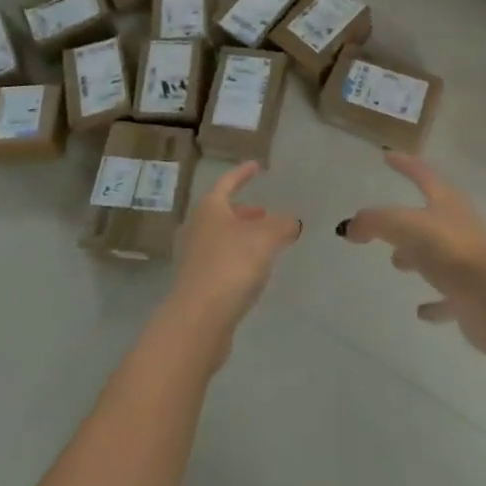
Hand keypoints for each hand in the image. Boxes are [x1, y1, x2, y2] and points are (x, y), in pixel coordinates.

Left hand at [167, 161, 301, 337]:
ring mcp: (193, 256)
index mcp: (210, 207)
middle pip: (222, 211)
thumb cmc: (231, 265)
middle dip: (245, 211)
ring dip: (241, 236)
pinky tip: (252, 272)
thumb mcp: (265, 239)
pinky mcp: (196, 284)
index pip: (228, 182)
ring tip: (264, 244)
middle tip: (265, 214)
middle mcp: (197, 227)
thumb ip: (282, 226)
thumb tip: (292, 221)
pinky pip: (219, 261)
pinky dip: (236, 258)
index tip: (257, 166)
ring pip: (221, 237)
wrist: (198, 319)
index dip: (243, 173)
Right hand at [338, 153, 485, 355]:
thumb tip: (348, 227)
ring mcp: (466, 262)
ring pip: (437, 254)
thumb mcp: (403, 226)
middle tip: (386, 224)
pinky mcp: (470, 296)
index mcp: (446, 202)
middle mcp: (458, 226)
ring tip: (396, 262)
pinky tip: (421, 312)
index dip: (404, 164)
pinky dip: (434, 301)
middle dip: (407, 218)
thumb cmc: (448, 249)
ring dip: (417, 256)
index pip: (422, 174)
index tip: (387, 156)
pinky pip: (447, 296)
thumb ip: (374, 222)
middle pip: (430, 216)